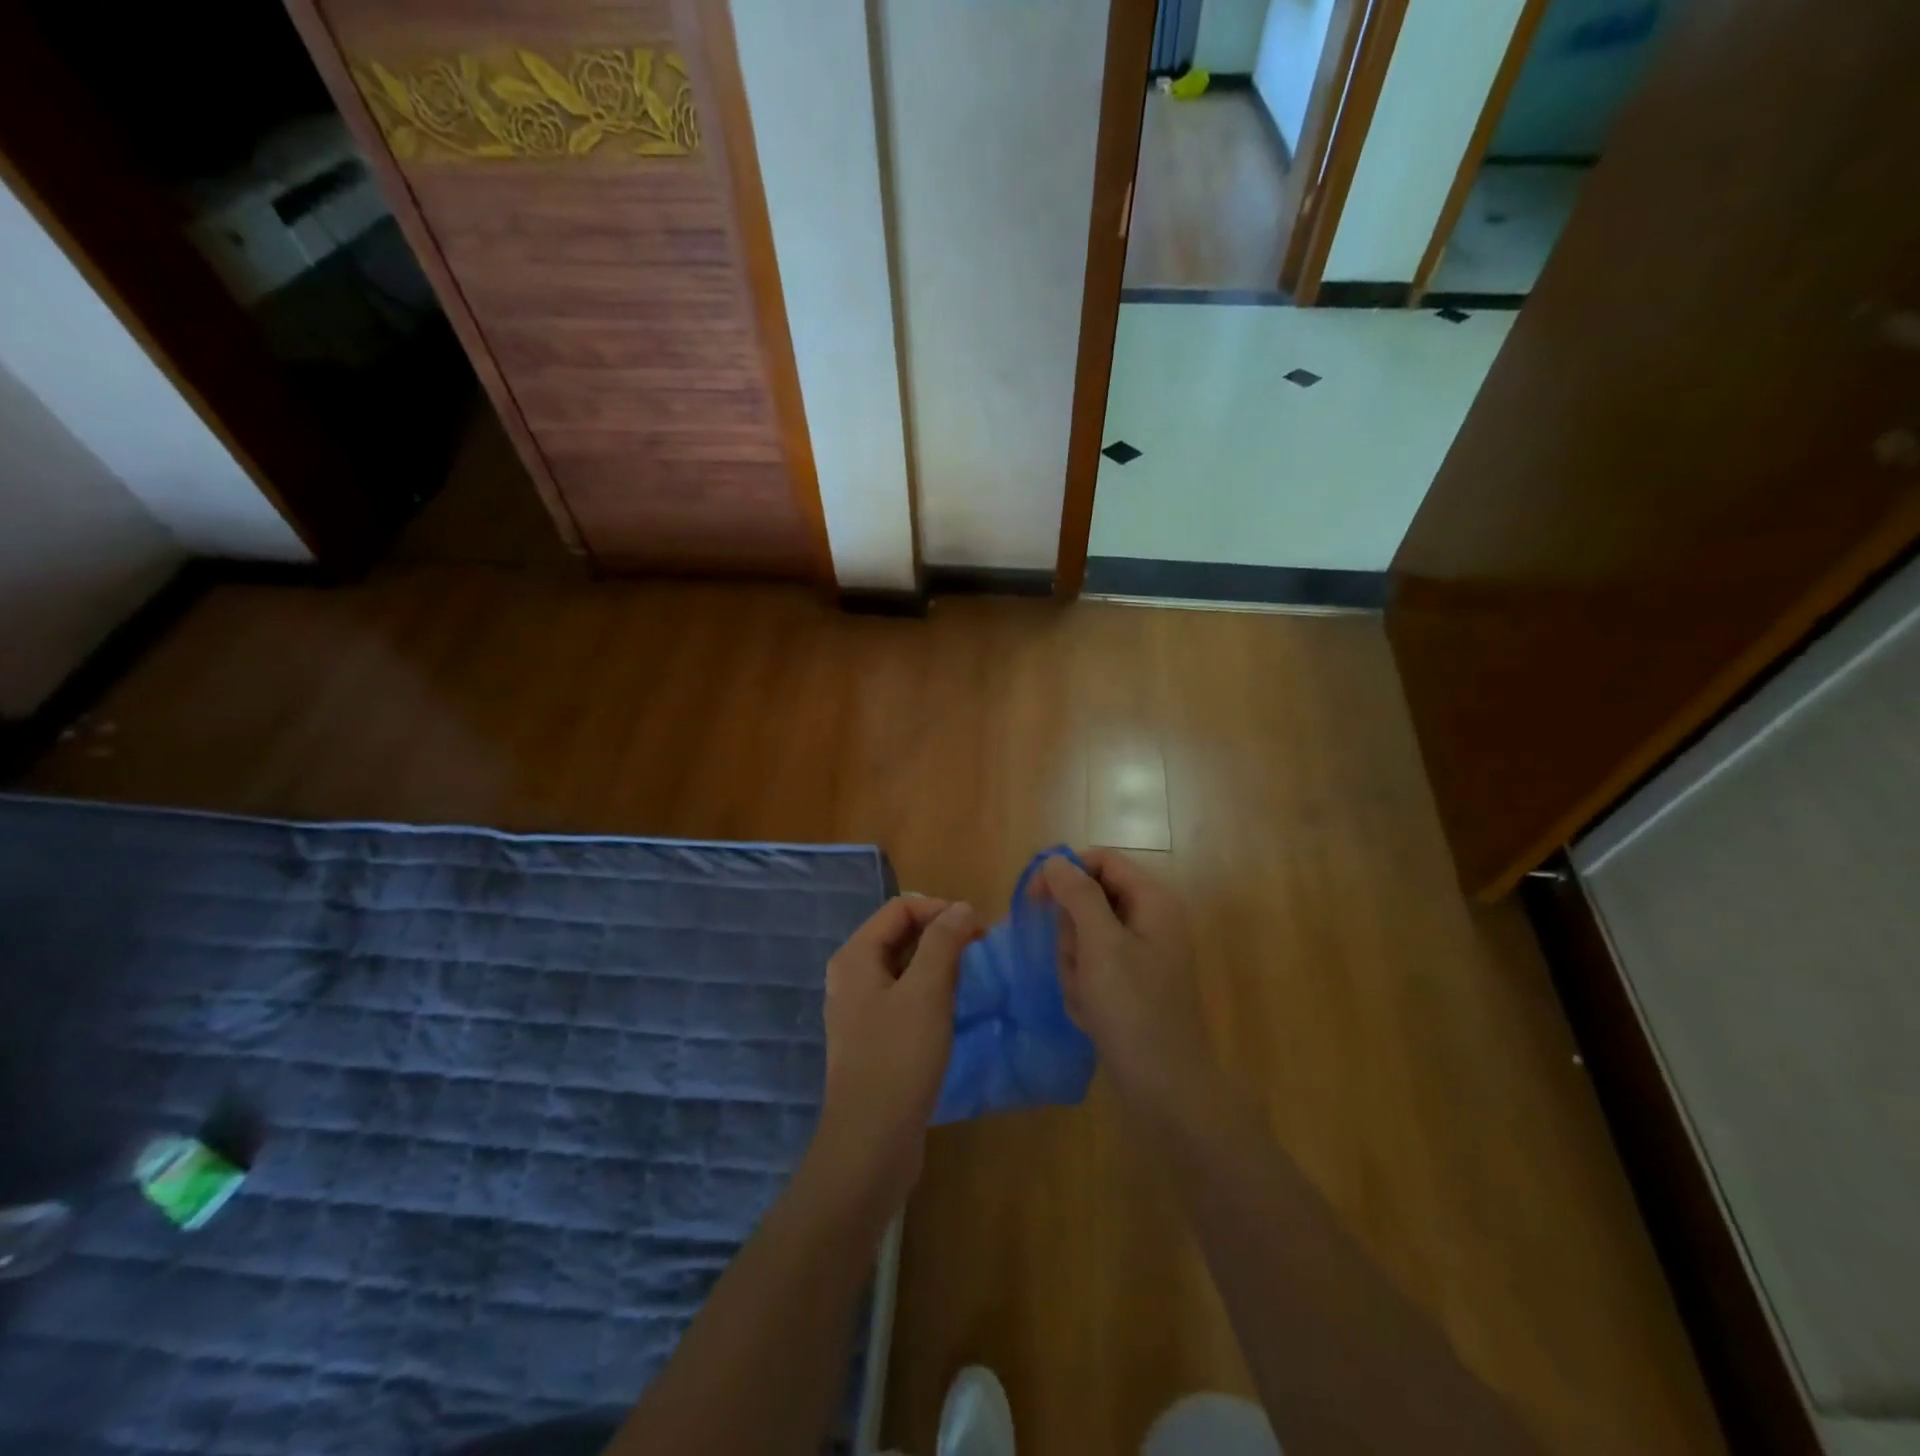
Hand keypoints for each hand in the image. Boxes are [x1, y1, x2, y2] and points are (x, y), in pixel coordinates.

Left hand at [813, 896, 979, 1210]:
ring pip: (905, 967)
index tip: (978, 931)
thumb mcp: (927, 992)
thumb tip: (962, 908)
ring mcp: (860, 1009)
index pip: (901, 907)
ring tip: (972, 979)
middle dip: (941, 934)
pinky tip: (954, 1010)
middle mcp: (852, 976)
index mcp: (855, 957)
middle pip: (900, 934)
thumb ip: (944, 942)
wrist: (871, 1144)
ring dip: (939, 964)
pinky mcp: (874, 1038)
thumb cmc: (898, 1059)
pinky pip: (905, 997)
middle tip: (979, 952)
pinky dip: (931, 993)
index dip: (941, 909)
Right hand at [1035, 850, 1220, 1126]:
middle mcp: (1150, 920)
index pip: (1102, 860)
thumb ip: (1077, 894)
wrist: (1164, 1087)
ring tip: (1085, 995)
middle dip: (1071, 932)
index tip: (1033, 896)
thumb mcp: (1100, 944)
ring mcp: (1141, 954)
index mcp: (1152, 901)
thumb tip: (1056, 859)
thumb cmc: (1132, 1008)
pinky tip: (1090, 1012)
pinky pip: (1092, 966)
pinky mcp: (1131, 983)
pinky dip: (1083, 985)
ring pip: (1086, 936)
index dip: (1065, 870)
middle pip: (1090, 900)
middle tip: (1076, 963)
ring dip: (1074, 963)